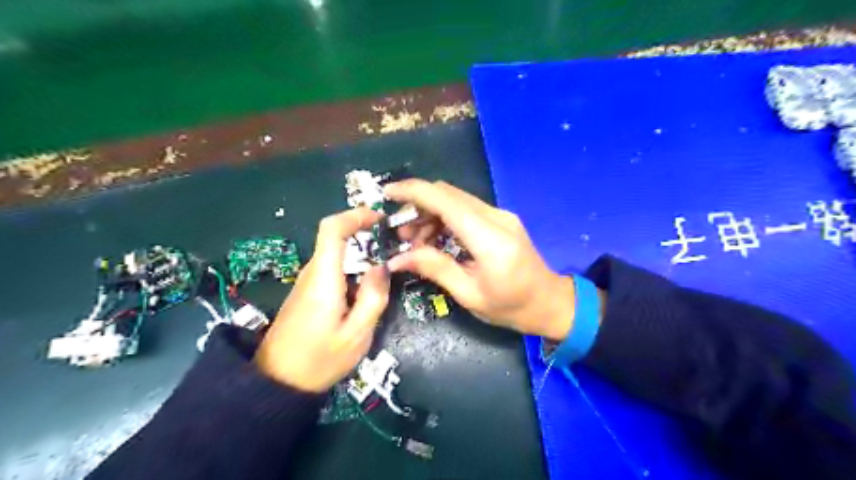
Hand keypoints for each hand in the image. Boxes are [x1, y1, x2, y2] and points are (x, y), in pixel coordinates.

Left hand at [251, 209, 390, 390]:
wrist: (276, 383)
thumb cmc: (318, 360)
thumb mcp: (357, 335)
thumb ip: (373, 297)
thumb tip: (381, 266)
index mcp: (323, 278)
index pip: (331, 229)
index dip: (355, 215)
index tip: (379, 217)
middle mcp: (311, 273)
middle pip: (335, 239)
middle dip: (365, 235)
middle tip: (393, 248)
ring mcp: (306, 282)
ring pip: (335, 255)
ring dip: (360, 254)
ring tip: (384, 270)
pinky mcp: (306, 293)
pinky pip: (331, 270)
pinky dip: (352, 269)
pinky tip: (365, 289)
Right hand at [386, 180, 576, 340]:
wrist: (549, 302)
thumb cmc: (510, 307)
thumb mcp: (468, 294)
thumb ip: (434, 268)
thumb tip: (397, 259)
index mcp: (489, 238)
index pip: (445, 201)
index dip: (413, 192)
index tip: (387, 193)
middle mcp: (496, 217)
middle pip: (448, 194)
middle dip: (417, 207)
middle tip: (399, 234)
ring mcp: (500, 215)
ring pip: (455, 200)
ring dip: (430, 214)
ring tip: (415, 243)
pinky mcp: (500, 219)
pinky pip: (465, 209)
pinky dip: (444, 219)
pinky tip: (435, 240)